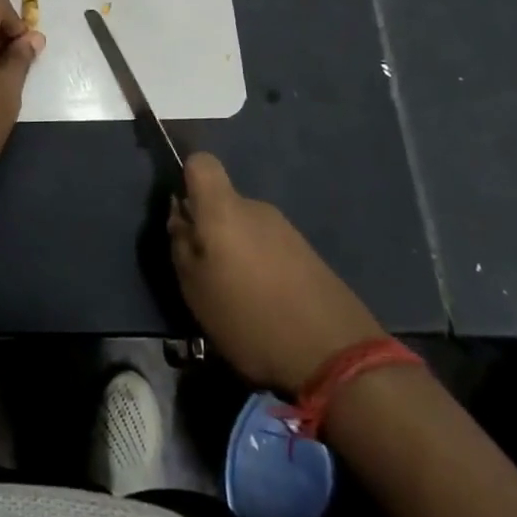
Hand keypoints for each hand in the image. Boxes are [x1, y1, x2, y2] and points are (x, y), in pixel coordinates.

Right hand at [168, 152, 384, 394]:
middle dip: (211, 229)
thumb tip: (180, 213)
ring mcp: (286, 230)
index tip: (183, 212)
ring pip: (247, 228)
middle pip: (223, 202)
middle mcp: (257, 208)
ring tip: (238, 297)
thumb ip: (181, 243)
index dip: (186, 176)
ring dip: (237, 252)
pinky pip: (270, 248)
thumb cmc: (250, 317)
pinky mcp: (308, 254)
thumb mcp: (195, 288)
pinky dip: (262, 268)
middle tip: (205, 272)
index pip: (201, 162)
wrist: (335, 354)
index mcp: (224, 209)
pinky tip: (266, 305)